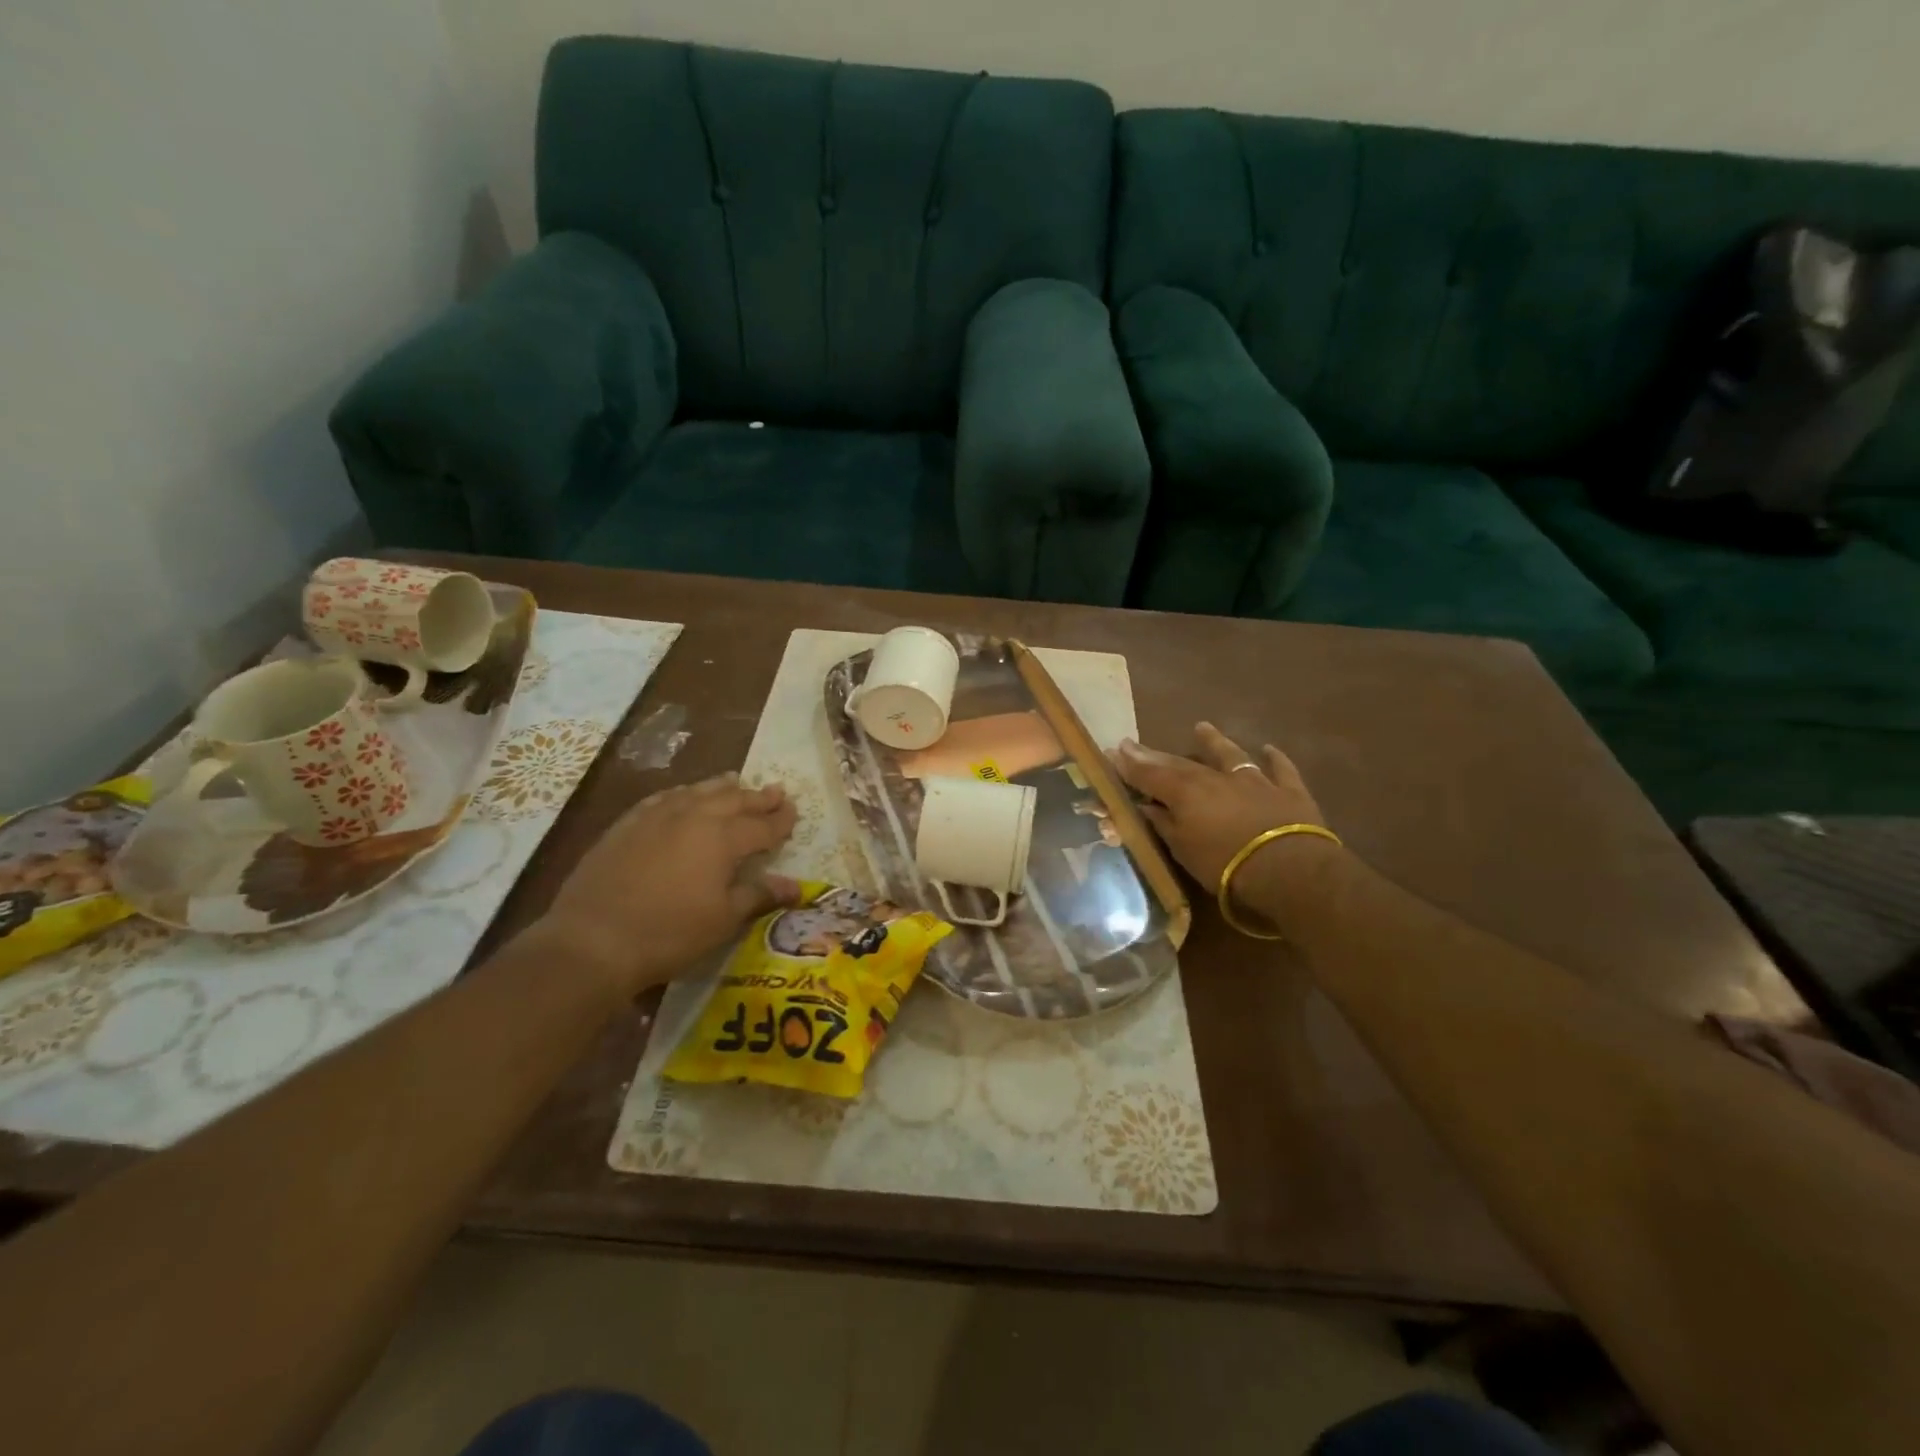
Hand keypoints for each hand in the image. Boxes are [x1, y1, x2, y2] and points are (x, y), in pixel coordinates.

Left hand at [535, 774, 799, 996]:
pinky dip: (683, 794)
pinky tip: (683, 796)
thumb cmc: (669, 934)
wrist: (592, 940)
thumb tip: (795, 887)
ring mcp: (656, 817)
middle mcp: (693, 817)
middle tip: (775, 791)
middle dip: (757, 797)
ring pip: (697, 792)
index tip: (794, 811)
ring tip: (735, 780)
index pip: (761, 825)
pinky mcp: (627, 825)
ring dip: (721, 787)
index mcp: (723, 839)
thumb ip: (759, 895)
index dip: (781, 819)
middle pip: (733, 800)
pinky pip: (663, 799)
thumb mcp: (723, 920)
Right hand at [1114, 723, 1336, 920]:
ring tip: (1202, 727)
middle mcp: (1215, 778)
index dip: (1130, 764)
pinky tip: (1269, 749)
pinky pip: (1280, 770)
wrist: (1288, 869)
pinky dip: (1274, 759)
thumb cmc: (1225, 864)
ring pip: (1231, 756)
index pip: (1149, 775)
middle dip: (1156, 754)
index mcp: (1185, 793)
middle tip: (1135, 743)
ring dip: (1215, 742)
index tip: (1113, 751)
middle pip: (1181, 763)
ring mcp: (1254, 781)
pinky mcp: (1288, 791)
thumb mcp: (1182, 849)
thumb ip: (1163, 824)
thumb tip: (1146, 805)